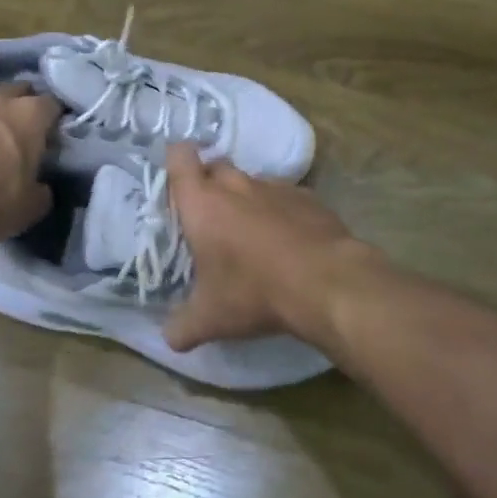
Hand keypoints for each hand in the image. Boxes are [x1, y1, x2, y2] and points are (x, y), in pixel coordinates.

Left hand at [0, 84, 61, 252]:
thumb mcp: (33, 205)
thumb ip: (44, 188)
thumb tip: (41, 184)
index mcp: (30, 114)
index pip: (54, 104)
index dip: (60, 119)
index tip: (61, 136)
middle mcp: (0, 103)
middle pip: (20, 91)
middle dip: (28, 104)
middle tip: (34, 130)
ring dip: (0, 115)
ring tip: (6, 138)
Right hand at [162, 144, 380, 351]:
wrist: (327, 282)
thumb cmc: (255, 292)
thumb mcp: (210, 319)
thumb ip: (182, 327)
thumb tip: (169, 338)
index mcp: (203, 203)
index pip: (181, 158)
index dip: (176, 160)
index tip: (176, 175)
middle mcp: (237, 185)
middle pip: (216, 166)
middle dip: (209, 182)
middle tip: (208, 214)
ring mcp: (276, 188)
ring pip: (252, 182)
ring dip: (246, 199)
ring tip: (249, 231)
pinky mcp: (309, 197)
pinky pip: (285, 197)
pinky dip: (280, 211)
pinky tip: (287, 239)